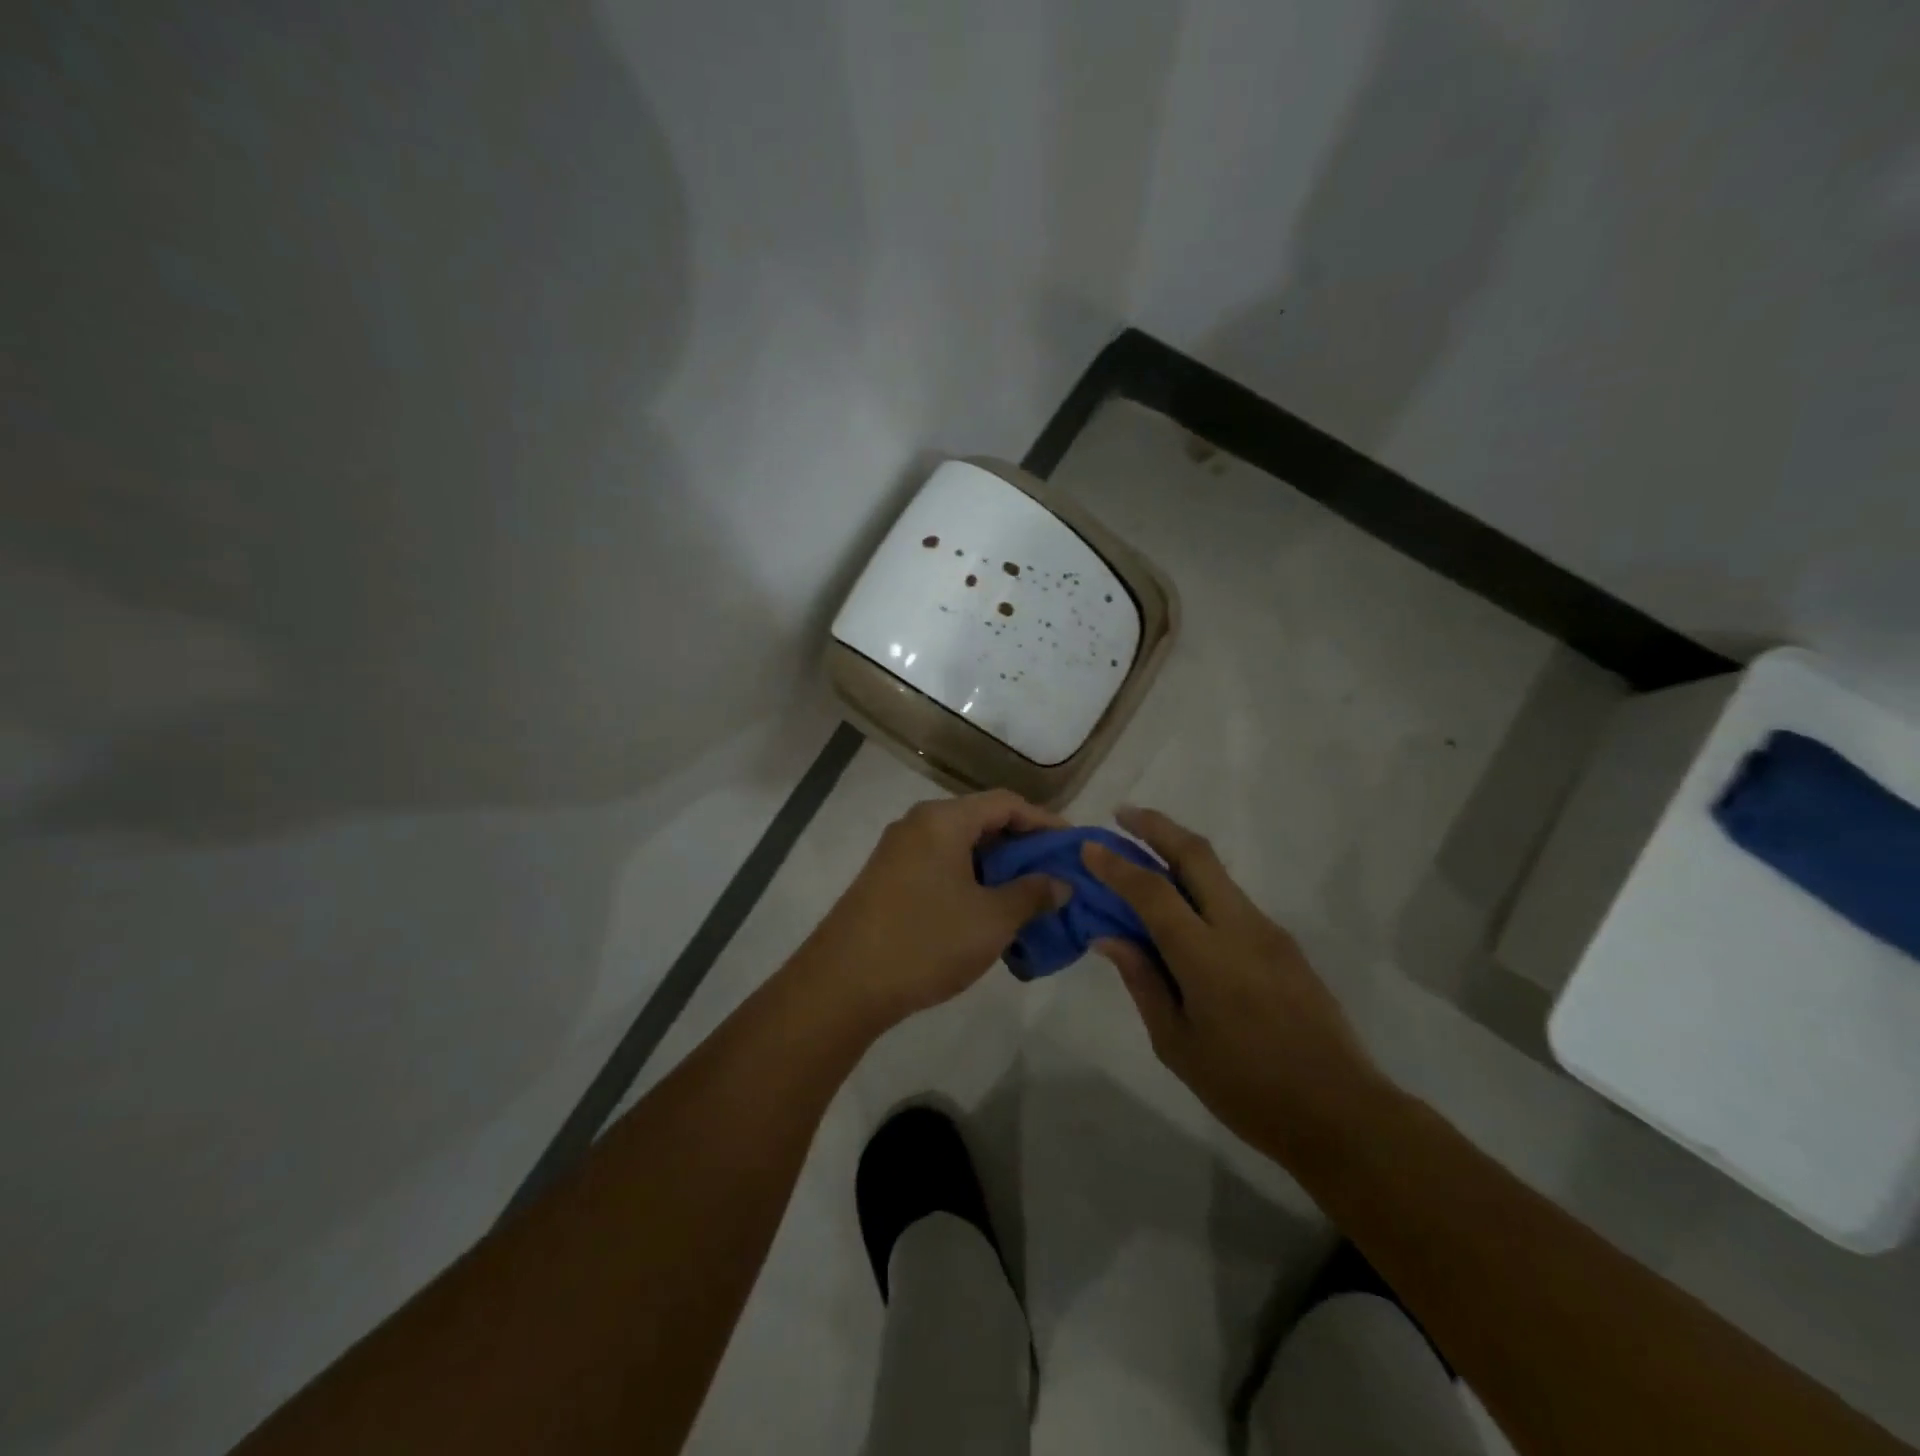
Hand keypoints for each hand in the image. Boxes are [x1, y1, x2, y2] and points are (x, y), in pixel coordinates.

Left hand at [802, 790, 1068, 1030]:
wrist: (843, 984)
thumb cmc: (926, 941)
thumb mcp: (992, 919)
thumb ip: (1032, 894)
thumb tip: (1061, 882)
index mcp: (943, 820)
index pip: (1006, 803)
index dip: (1045, 822)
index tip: (1073, 847)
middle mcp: (918, 825)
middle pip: (982, 821)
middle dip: (1022, 848)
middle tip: (1055, 876)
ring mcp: (898, 852)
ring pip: (960, 848)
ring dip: (997, 869)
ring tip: (1028, 899)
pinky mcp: (887, 880)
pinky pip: (940, 867)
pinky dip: (970, 882)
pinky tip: (988, 914)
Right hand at [1082, 807, 1383, 1158]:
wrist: (1341, 1113)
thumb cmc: (1246, 1089)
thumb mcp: (1177, 1045)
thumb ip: (1143, 982)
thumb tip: (1110, 938)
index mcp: (1206, 957)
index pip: (1152, 892)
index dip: (1117, 865)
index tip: (1089, 847)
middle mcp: (1240, 928)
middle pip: (1196, 855)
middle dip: (1157, 826)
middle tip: (1123, 814)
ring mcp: (1268, 931)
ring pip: (1217, 873)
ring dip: (1179, 853)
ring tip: (1144, 858)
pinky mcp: (1285, 944)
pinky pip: (1233, 900)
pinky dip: (1200, 887)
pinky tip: (1182, 910)